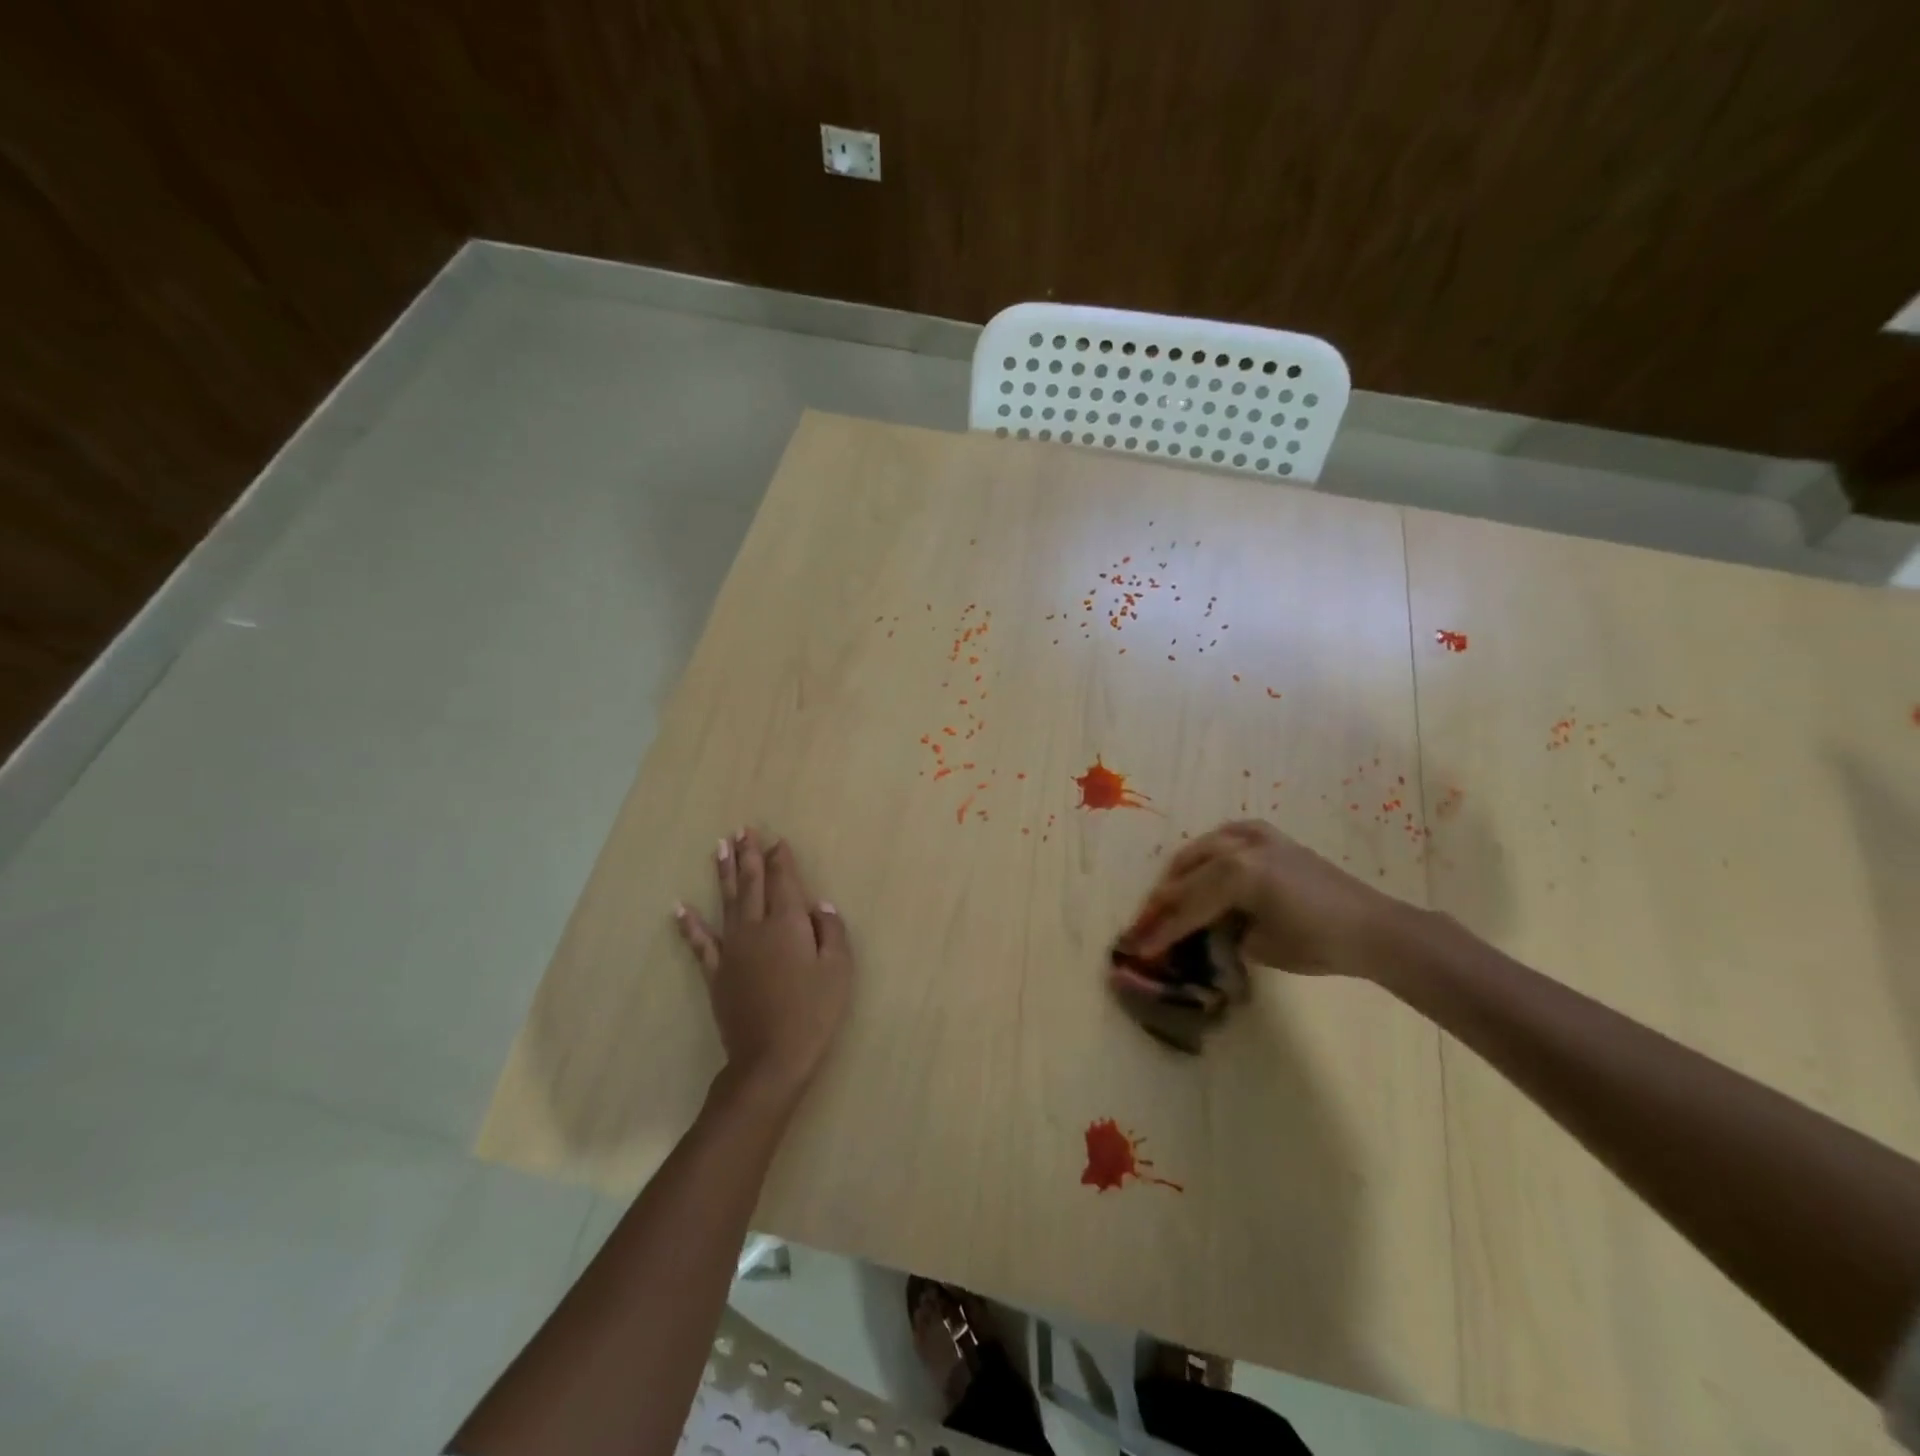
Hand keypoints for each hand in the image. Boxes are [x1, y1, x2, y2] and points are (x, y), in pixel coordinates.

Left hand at [674, 828, 853, 1101]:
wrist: (771, 1057)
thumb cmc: (813, 1012)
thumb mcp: (838, 970)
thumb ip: (831, 931)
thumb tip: (820, 905)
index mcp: (788, 924)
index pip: (784, 881)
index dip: (781, 859)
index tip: (777, 840)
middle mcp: (757, 927)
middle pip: (752, 883)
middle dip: (749, 855)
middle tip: (743, 830)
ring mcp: (733, 949)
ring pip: (726, 902)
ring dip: (723, 873)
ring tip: (720, 847)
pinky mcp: (717, 972)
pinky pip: (700, 942)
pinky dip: (689, 924)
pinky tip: (679, 907)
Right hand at [1117, 819, 1421, 980]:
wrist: (1373, 927)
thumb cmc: (1317, 943)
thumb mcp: (1259, 946)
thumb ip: (1222, 931)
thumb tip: (1202, 929)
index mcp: (1237, 875)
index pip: (1188, 905)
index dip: (1161, 929)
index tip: (1136, 945)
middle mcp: (1240, 846)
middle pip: (1187, 874)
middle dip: (1165, 900)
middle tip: (1146, 921)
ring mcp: (1256, 836)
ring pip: (1201, 849)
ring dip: (1182, 873)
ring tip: (1170, 896)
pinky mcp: (1271, 836)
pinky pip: (1227, 836)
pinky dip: (1209, 851)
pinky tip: (1205, 865)